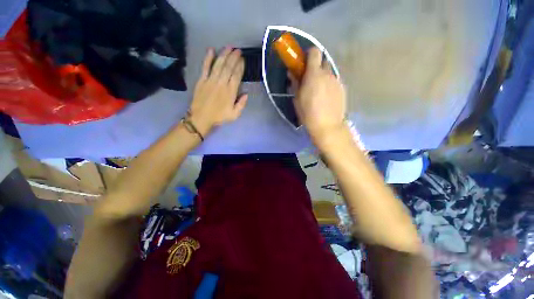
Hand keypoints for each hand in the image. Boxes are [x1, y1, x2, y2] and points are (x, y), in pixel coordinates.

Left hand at [188, 47, 247, 135]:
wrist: (201, 118)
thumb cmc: (219, 117)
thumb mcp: (234, 115)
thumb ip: (241, 104)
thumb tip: (246, 94)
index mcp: (230, 92)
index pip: (236, 76)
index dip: (240, 66)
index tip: (243, 59)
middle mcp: (221, 83)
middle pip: (228, 67)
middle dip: (234, 57)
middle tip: (238, 50)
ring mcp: (210, 80)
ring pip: (218, 64)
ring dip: (224, 55)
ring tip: (229, 47)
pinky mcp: (201, 80)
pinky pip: (205, 67)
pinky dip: (208, 58)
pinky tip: (211, 50)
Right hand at [291, 47, 345, 146]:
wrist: (327, 125)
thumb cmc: (308, 113)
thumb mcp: (297, 99)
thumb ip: (295, 83)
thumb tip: (292, 74)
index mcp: (314, 74)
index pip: (314, 52)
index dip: (309, 54)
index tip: (304, 62)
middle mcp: (328, 73)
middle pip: (323, 62)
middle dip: (316, 67)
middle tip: (311, 79)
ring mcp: (337, 81)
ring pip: (330, 73)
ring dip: (323, 77)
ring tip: (319, 91)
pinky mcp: (343, 89)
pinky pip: (335, 82)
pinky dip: (330, 85)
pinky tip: (327, 97)